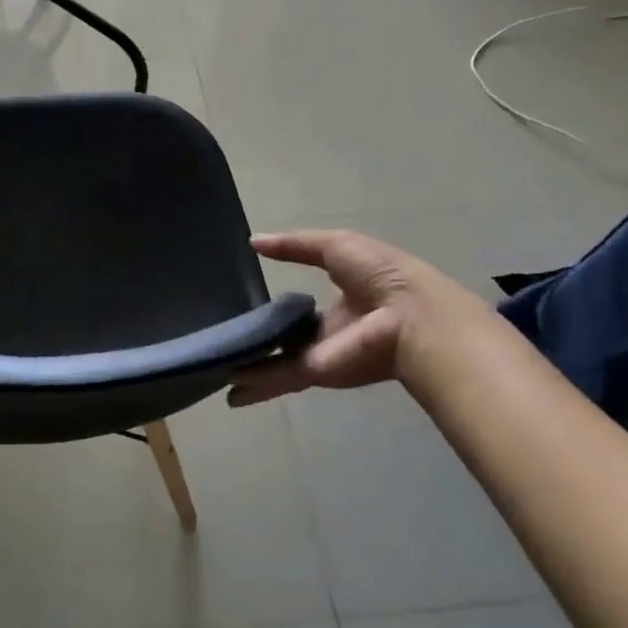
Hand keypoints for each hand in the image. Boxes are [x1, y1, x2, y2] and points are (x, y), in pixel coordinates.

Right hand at [228, 230, 459, 405]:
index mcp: (341, 300)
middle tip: (226, 338)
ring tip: (218, 367)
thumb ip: (293, 246)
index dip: (281, 305)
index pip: (304, 305)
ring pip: (277, 360)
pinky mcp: (315, 372)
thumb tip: (254, 241)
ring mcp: (321, 354)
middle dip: (260, 341)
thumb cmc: (379, 274)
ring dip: (250, 366)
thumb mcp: (334, 246)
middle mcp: (329, 331)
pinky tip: (228, 385)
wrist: (410, 317)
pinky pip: (277, 375)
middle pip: (286, 337)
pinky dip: (254, 383)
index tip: (251, 303)